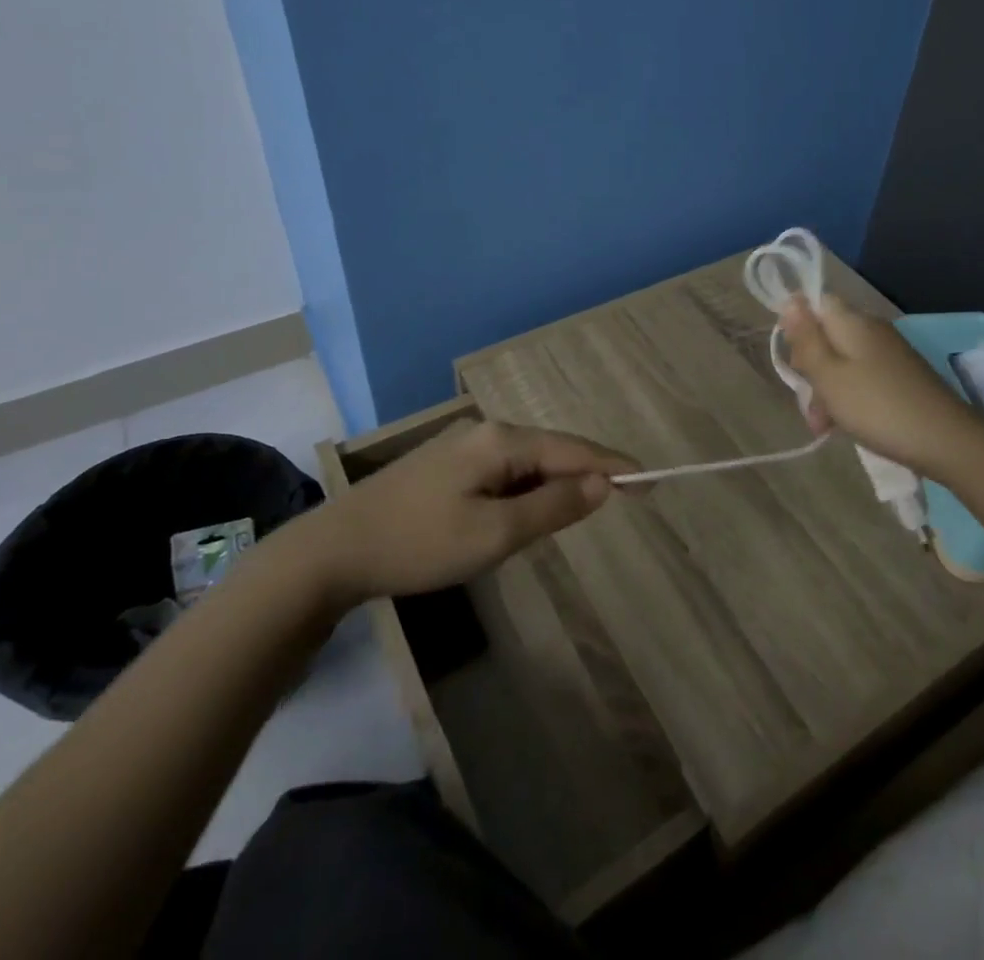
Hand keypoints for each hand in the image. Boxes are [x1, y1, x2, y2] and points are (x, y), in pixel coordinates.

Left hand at [292, 420, 636, 603]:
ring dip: (556, 485)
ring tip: (585, 508)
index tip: (650, 481)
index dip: (615, 466)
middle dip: (588, 474)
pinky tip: (527, 511)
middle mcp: (486, 432)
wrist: (333, 551)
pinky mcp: (447, 466)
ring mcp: (463, 447)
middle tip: (626, 498)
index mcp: (502, 440)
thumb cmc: (419, 543)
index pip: (574, 450)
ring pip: (527, 464)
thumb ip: (553, 506)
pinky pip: (505, 472)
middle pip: (553, 452)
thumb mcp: (494, 533)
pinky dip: (527, 491)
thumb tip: (604, 484)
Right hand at [781, 295, 983, 474]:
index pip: (815, 303)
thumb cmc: (877, 406)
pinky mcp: (900, 375)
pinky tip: (845, 425)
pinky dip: (848, 398)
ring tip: (823, 426)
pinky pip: (862, 377)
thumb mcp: (829, 375)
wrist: (947, 440)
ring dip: (826, 390)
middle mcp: (871, 329)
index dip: (797, 326)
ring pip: (842, 361)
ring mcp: (888, 353)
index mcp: (852, 321)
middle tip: (808, 403)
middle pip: (826, 336)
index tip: (793, 358)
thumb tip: (790, 300)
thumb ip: (806, 339)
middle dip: (810, 368)